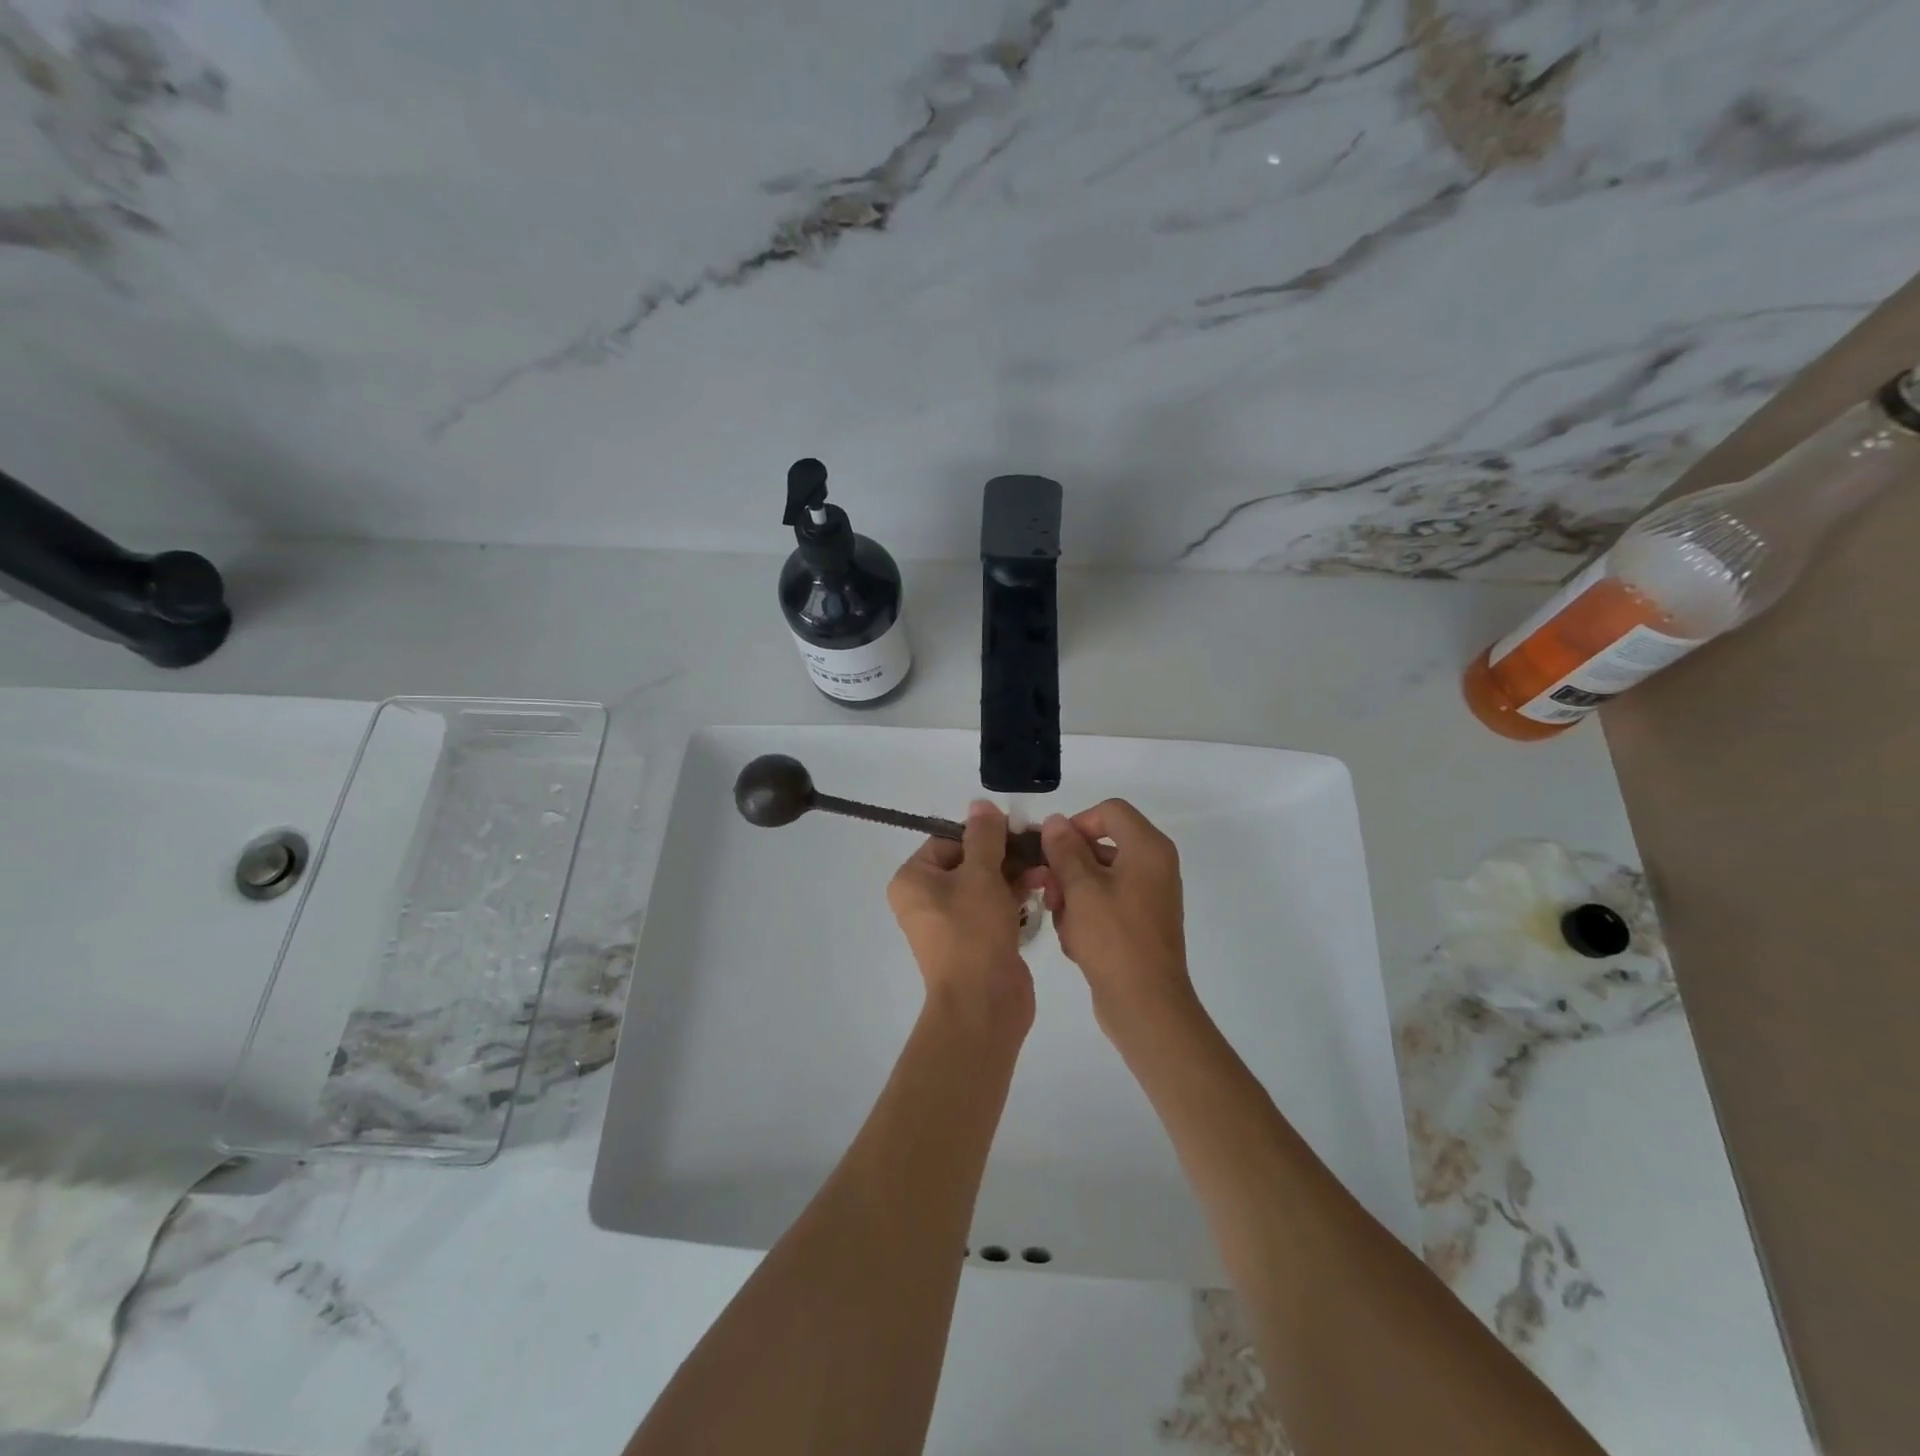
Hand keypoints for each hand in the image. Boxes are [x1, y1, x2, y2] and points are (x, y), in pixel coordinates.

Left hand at [887, 802, 1035, 1034]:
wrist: (983, 1004)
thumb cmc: (973, 932)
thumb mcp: (981, 875)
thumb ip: (984, 836)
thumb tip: (980, 804)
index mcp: (914, 880)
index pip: (948, 840)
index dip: (983, 833)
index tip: (1018, 829)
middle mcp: (927, 899)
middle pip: (969, 861)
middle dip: (1005, 854)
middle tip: (1039, 845)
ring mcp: (952, 922)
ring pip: (986, 885)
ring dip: (1015, 874)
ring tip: (1047, 868)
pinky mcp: (976, 940)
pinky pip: (994, 908)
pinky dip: (1015, 897)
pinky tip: (1043, 888)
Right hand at [1038, 800, 1197, 1039]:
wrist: (1146, 1005)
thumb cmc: (1113, 939)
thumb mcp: (1081, 888)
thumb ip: (1064, 849)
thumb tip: (1056, 821)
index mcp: (1148, 848)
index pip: (1109, 811)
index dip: (1077, 824)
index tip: (1053, 851)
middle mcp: (1153, 866)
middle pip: (1100, 846)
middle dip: (1068, 868)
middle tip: (1050, 893)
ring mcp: (1148, 896)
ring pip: (1096, 878)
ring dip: (1072, 896)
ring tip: (1064, 924)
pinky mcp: (1139, 923)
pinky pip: (1104, 904)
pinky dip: (1086, 917)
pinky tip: (1075, 942)